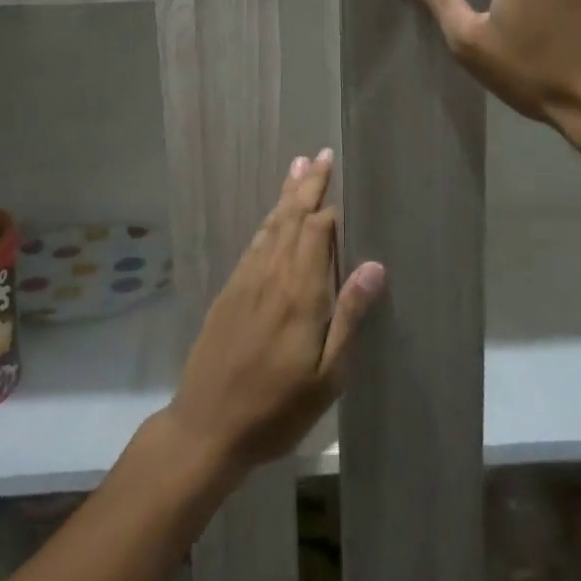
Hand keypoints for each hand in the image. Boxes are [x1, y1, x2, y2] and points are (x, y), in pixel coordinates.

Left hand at [164, 151, 384, 477]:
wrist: (206, 427)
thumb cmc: (276, 409)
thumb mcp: (326, 377)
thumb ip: (348, 317)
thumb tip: (374, 265)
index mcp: (300, 295)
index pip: (318, 233)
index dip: (333, 207)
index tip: (346, 181)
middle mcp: (271, 277)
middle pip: (292, 219)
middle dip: (309, 186)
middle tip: (321, 154)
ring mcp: (246, 282)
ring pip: (270, 226)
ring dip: (286, 195)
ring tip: (298, 167)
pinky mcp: (229, 292)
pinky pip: (253, 245)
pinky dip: (266, 223)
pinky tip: (272, 217)